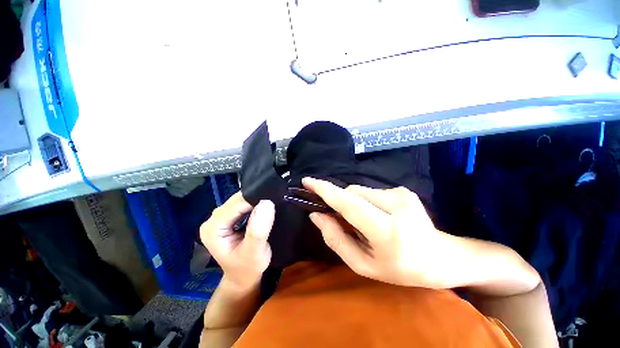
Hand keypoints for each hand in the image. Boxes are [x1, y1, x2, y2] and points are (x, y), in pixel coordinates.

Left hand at [200, 192, 273, 289]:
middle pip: (237, 200)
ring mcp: (219, 218)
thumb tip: (266, 203)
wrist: (243, 277)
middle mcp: (212, 220)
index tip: (273, 202)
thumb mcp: (255, 252)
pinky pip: (242, 205)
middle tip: (274, 203)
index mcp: (213, 228)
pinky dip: (253, 205)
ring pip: (240, 201)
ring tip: (270, 205)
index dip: (255, 201)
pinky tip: (262, 209)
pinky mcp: (227, 219)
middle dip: (255, 199)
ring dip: (255, 201)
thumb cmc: (248, 268)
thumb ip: (258, 229)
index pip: (237, 205)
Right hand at [303, 177, 461, 288]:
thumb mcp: (363, 265)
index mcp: (387, 232)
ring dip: (354, 204)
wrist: (440, 257)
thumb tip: (316, 216)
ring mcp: (402, 194)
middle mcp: (396, 206)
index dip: (325, 190)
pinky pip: (371, 192)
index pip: (349, 204)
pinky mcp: (403, 190)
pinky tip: (379, 216)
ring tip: (365, 221)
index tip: (307, 182)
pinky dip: (366, 202)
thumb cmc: (400, 268)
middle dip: (340, 202)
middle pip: (351, 194)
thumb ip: (336, 239)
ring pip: (360, 191)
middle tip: (342, 219)